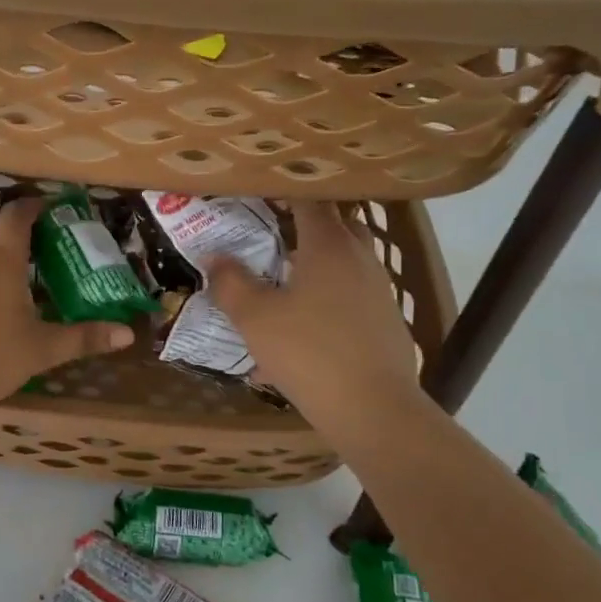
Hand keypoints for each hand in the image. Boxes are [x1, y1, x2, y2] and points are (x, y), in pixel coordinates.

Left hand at [0, 198, 134, 407]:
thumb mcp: (44, 348)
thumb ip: (85, 337)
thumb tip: (127, 334)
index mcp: (2, 256)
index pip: (18, 214)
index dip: (37, 207)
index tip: (58, 211)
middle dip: (22, 223)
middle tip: (50, 238)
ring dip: (1, 243)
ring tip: (28, 261)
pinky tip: (0, 289)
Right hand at [206, 201, 427, 433]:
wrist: (374, 409)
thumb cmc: (308, 353)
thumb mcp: (255, 319)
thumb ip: (231, 283)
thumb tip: (215, 258)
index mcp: (328, 245)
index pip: (308, 199)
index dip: (281, 192)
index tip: (256, 194)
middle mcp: (359, 258)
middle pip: (332, 227)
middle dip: (300, 227)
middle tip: (266, 236)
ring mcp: (377, 290)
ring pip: (341, 265)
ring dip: (312, 268)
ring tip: (279, 286)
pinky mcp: (384, 322)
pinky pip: (348, 299)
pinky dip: (324, 304)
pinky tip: (298, 337)